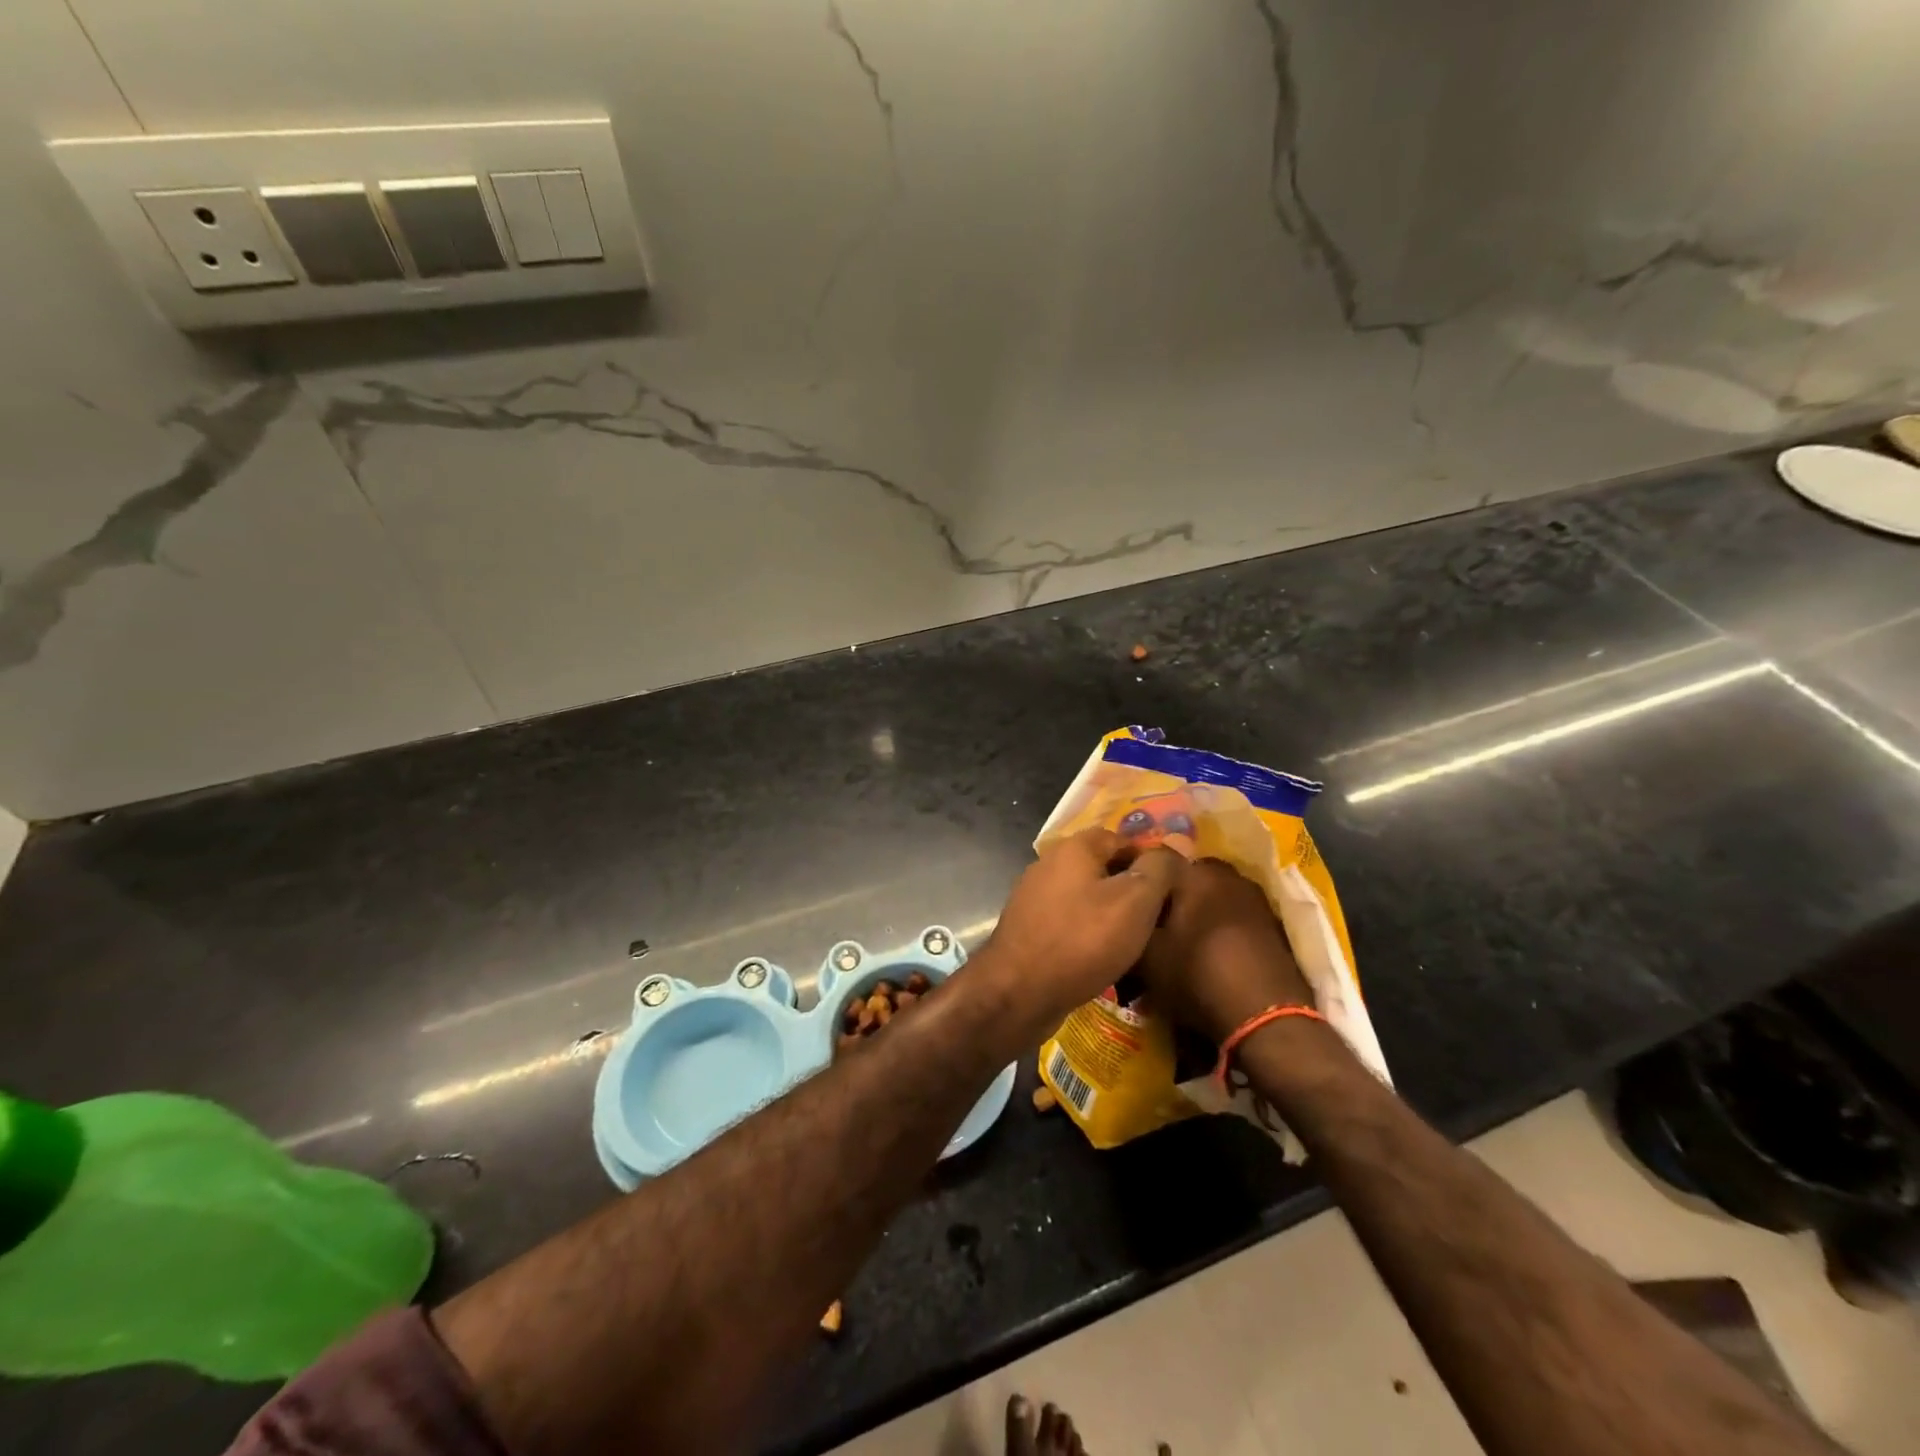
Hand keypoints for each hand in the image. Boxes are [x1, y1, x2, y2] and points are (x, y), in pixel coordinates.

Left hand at [974, 827, 1185, 1038]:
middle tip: (1156, 918)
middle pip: (1100, 867)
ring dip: (1108, 913)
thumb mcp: (1134, 901)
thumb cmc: (1083, 940)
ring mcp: (1033, 897)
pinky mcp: (1027, 928)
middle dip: (1129, 888)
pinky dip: (1087, 933)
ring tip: (1134, 941)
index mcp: (1072, 848)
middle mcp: (1048, 864)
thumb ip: (1157, 869)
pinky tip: (1102, 957)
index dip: (1148, 859)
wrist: (1019, 991)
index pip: (1119, 838)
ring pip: (1084, 896)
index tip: (1170, 889)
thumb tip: (1173, 846)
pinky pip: (1067, 922)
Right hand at [1137, 858, 1312, 1042]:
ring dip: (1199, 911)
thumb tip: (1125, 909)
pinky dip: (1222, 928)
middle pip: (1189, 876)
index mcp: (1195, 872)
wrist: (1266, 1017)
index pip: (1158, 859)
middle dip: (1172, 894)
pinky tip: (1212, 952)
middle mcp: (1228, 875)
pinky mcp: (1274, 925)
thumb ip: (1133, 922)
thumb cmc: (1198, 975)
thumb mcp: (1147, 955)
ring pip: (1214, 895)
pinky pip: (1236, 916)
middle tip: (1155, 920)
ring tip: (1183, 939)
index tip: (1127, 899)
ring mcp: (1255, 899)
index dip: (1140, 878)